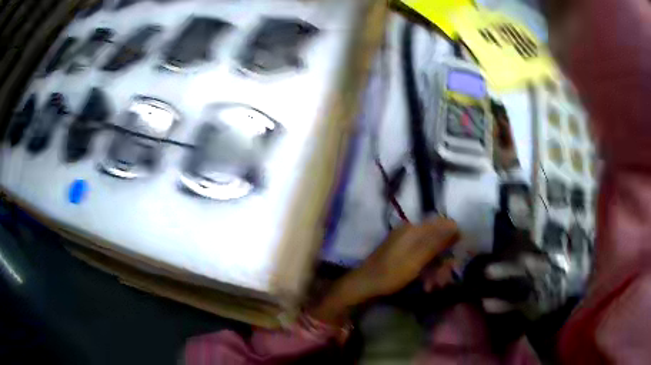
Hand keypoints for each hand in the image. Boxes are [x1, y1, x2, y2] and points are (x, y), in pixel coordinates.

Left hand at [311, 218, 458, 323]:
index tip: (457, 256)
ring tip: (433, 286)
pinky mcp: (401, 255)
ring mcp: (404, 243)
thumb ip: (437, 242)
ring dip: (435, 269)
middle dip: (443, 260)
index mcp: (414, 229)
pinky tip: (426, 285)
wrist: (364, 285)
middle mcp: (410, 232)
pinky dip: (425, 271)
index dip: (453, 238)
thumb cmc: (391, 273)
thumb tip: (456, 226)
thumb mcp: (417, 259)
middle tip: (444, 278)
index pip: (442, 224)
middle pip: (437, 240)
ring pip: (429, 252)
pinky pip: (420, 259)